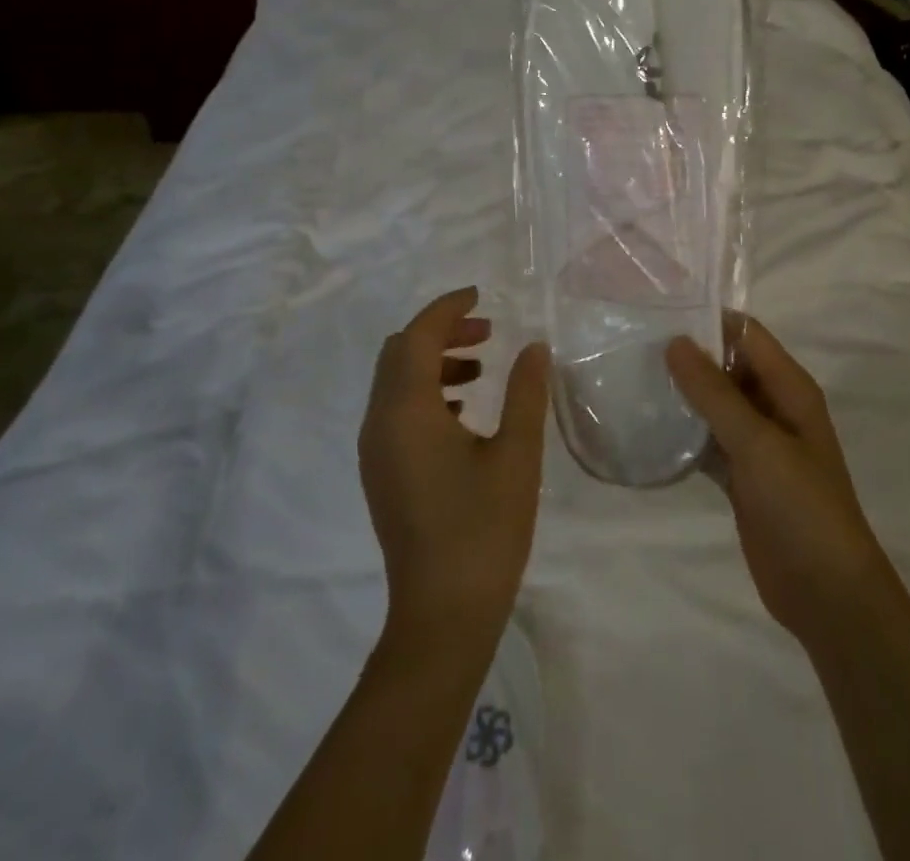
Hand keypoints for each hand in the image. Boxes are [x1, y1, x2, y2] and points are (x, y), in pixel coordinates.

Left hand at [361, 288, 549, 656]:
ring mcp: (375, 452)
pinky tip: (465, 410)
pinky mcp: (382, 473)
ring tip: (481, 368)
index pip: (417, 336)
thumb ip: (526, 392)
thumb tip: (534, 346)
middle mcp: (380, 424)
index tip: (481, 295)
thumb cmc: (483, 529)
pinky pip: (396, 410)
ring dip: (434, 362)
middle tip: (487, 332)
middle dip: (441, 332)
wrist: (443, 616)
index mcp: (406, 411)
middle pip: (399, 353)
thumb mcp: (516, 455)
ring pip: (396, 382)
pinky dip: (426, 392)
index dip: (447, 308)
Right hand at [667, 317, 894, 649]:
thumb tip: (675, 341)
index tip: (660, 315)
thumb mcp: (757, 442)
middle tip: (636, 347)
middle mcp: (775, 407)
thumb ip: (715, 392)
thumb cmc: (801, 506)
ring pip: (715, 405)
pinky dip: (685, 435)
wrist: (826, 593)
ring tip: (633, 380)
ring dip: (683, 395)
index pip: (747, 335)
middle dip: (689, 357)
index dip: (709, 321)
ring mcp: (758, 444)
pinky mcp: (742, 476)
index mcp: (790, 388)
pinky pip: (709, 442)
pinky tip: (648, 430)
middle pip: (729, 367)